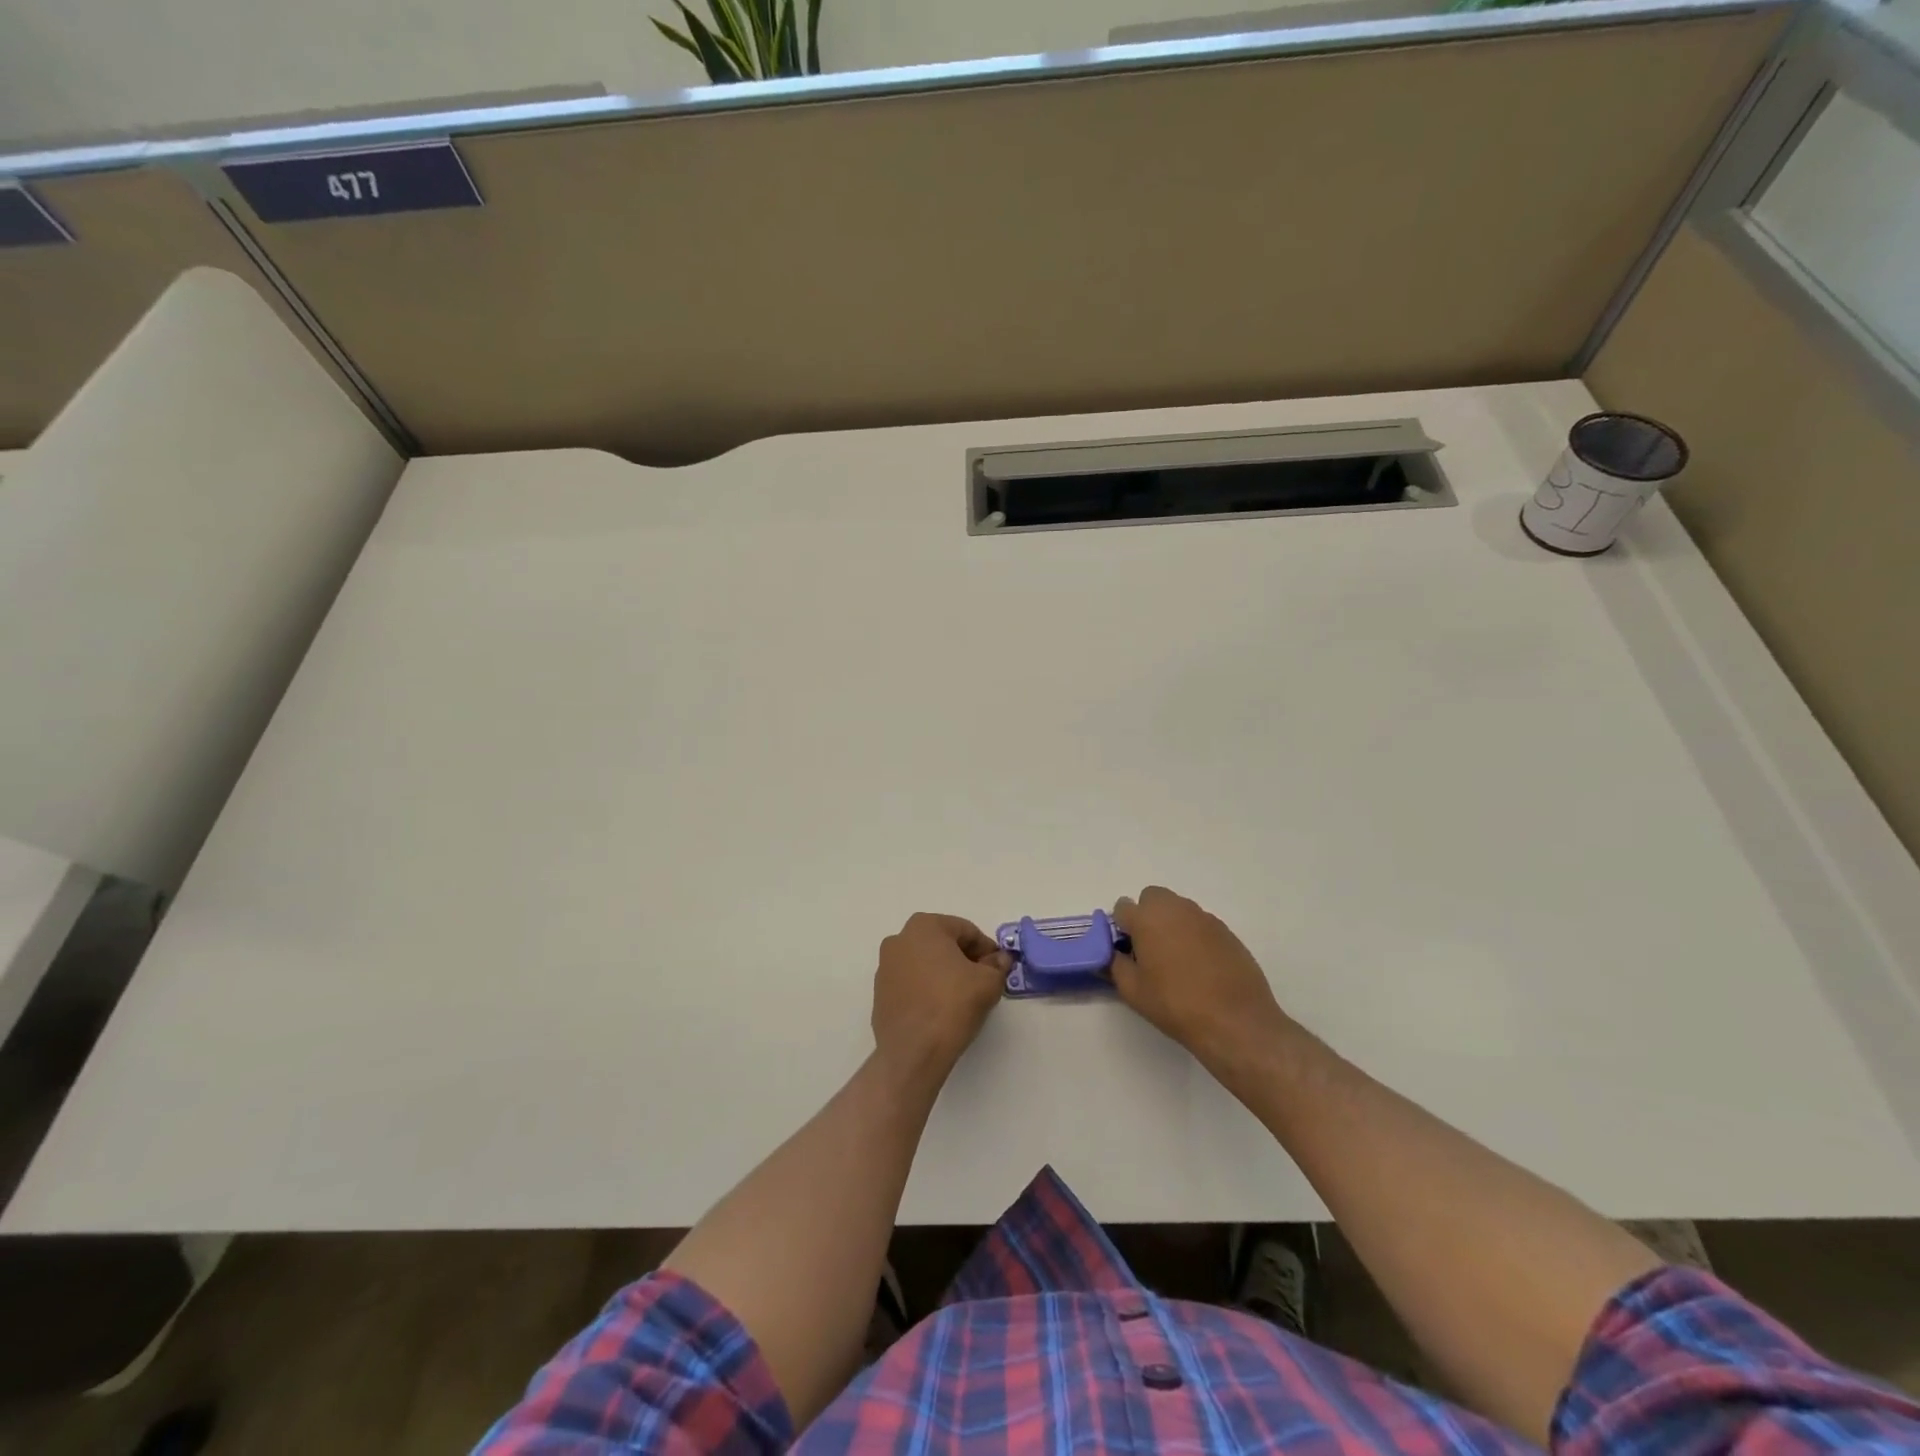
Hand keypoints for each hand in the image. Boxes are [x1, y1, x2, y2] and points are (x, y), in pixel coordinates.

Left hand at [871, 913, 1009, 1085]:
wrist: (913, 1052)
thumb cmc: (952, 1005)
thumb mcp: (988, 982)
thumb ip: (997, 965)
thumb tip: (999, 959)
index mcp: (924, 926)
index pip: (966, 930)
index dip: (986, 949)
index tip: (997, 968)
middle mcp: (899, 939)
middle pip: (943, 943)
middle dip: (964, 959)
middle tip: (982, 981)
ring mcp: (885, 966)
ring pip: (925, 962)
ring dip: (944, 973)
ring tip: (961, 998)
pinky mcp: (880, 992)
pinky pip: (911, 982)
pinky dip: (927, 989)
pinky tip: (940, 1009)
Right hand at [1110, 886, 1292, 1076]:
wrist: (1235, 1021)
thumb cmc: (1176, 1004)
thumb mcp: (1133, 991)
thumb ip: (1115, 965)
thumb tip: (1114, 954)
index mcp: (1147, 918)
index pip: (1122, 907)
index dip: (1121, 928)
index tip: (1125, 950)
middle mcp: (1176, 909)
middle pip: (1153, 898)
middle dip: (1147, 916)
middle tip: (1149, 949)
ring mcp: (1204, 918)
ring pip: (1178, 909)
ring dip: (1171, 924)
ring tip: (1177, 961)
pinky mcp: (1227, 931)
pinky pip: (1200, 925)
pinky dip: (1194, 937)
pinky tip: (1201, 967)